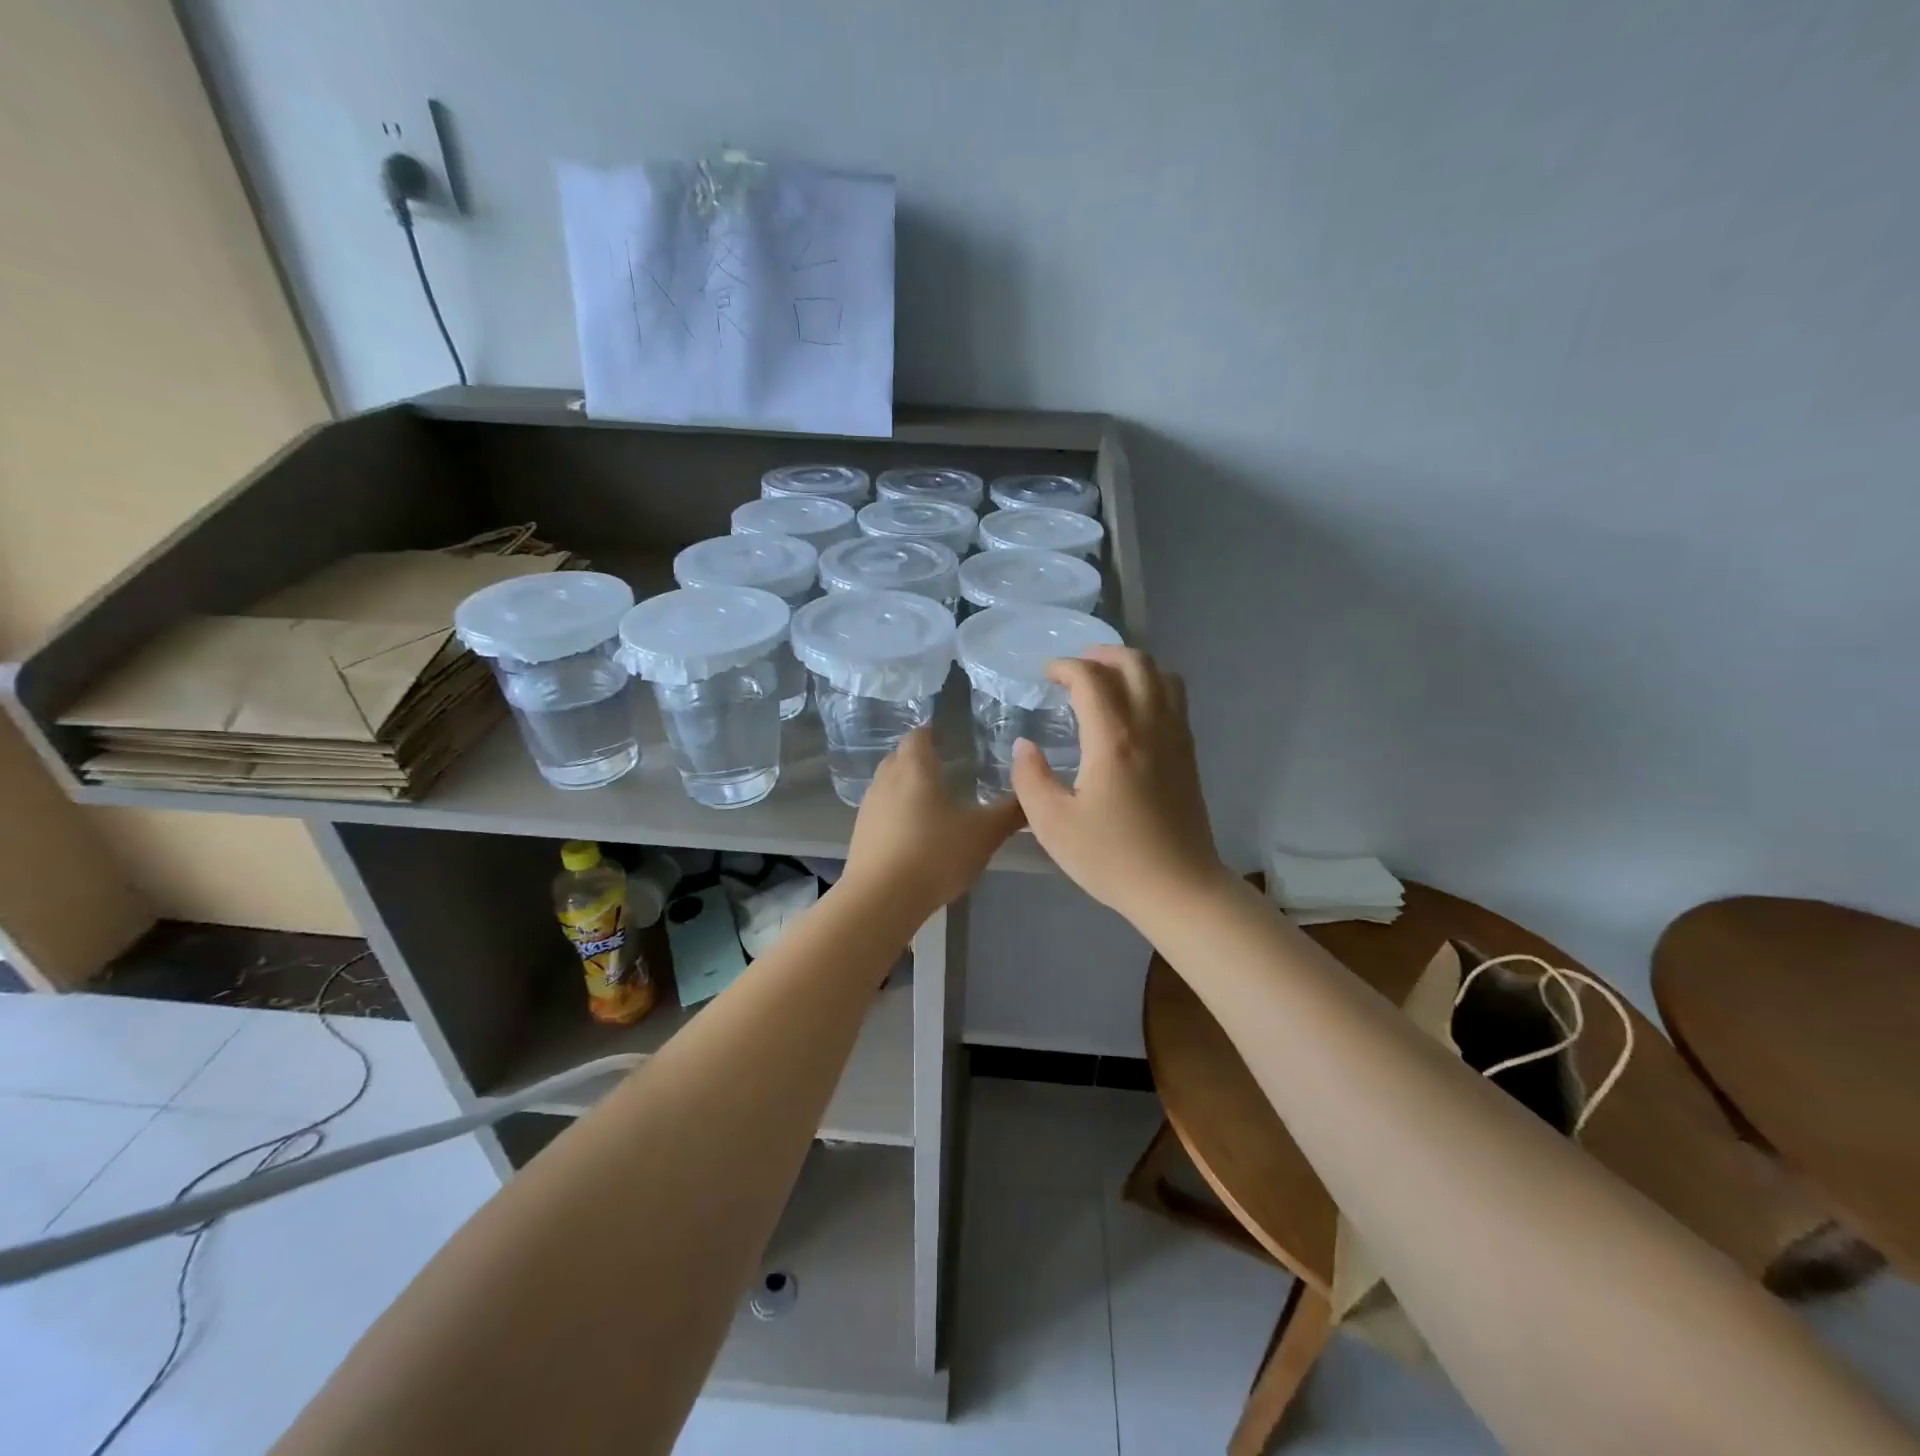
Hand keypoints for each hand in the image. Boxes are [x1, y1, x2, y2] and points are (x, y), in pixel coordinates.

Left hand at [841, 728, 1023, 918]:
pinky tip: (915, 835)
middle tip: (947, 770)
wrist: (880, 900)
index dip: (933, 733)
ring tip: (933, 803)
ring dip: (907, 789)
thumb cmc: (934, 855)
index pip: (918, 735)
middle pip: (900, 758)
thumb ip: (1009, 813)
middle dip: (920, 760)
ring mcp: (868, 808)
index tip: (951, 739)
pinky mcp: (860, 836)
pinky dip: (897, 815)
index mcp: (914, 768)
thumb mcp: (983, 835)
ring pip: (889, 786)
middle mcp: (885, 780)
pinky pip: (881, 813)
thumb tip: (1032, 795)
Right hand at [1011, 646, 1230, 924]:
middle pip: (1134, 663)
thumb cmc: (1111, 858)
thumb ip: (1031, 778)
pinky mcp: (1189, 754)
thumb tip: (1025, 746)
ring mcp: (1176, 737)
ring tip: (1106, 680)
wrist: (1178, 887)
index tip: (1045, 675)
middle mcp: (1149, 726)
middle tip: (1075, 668)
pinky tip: (1133, 710)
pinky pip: (1176, 699)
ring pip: (1162, 675)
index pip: (1090, 678)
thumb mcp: (1052, 824)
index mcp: (1112, 739)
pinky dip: (1153, 686)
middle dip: (1101, 654)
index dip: (1064, 666)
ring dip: (1132, 666)